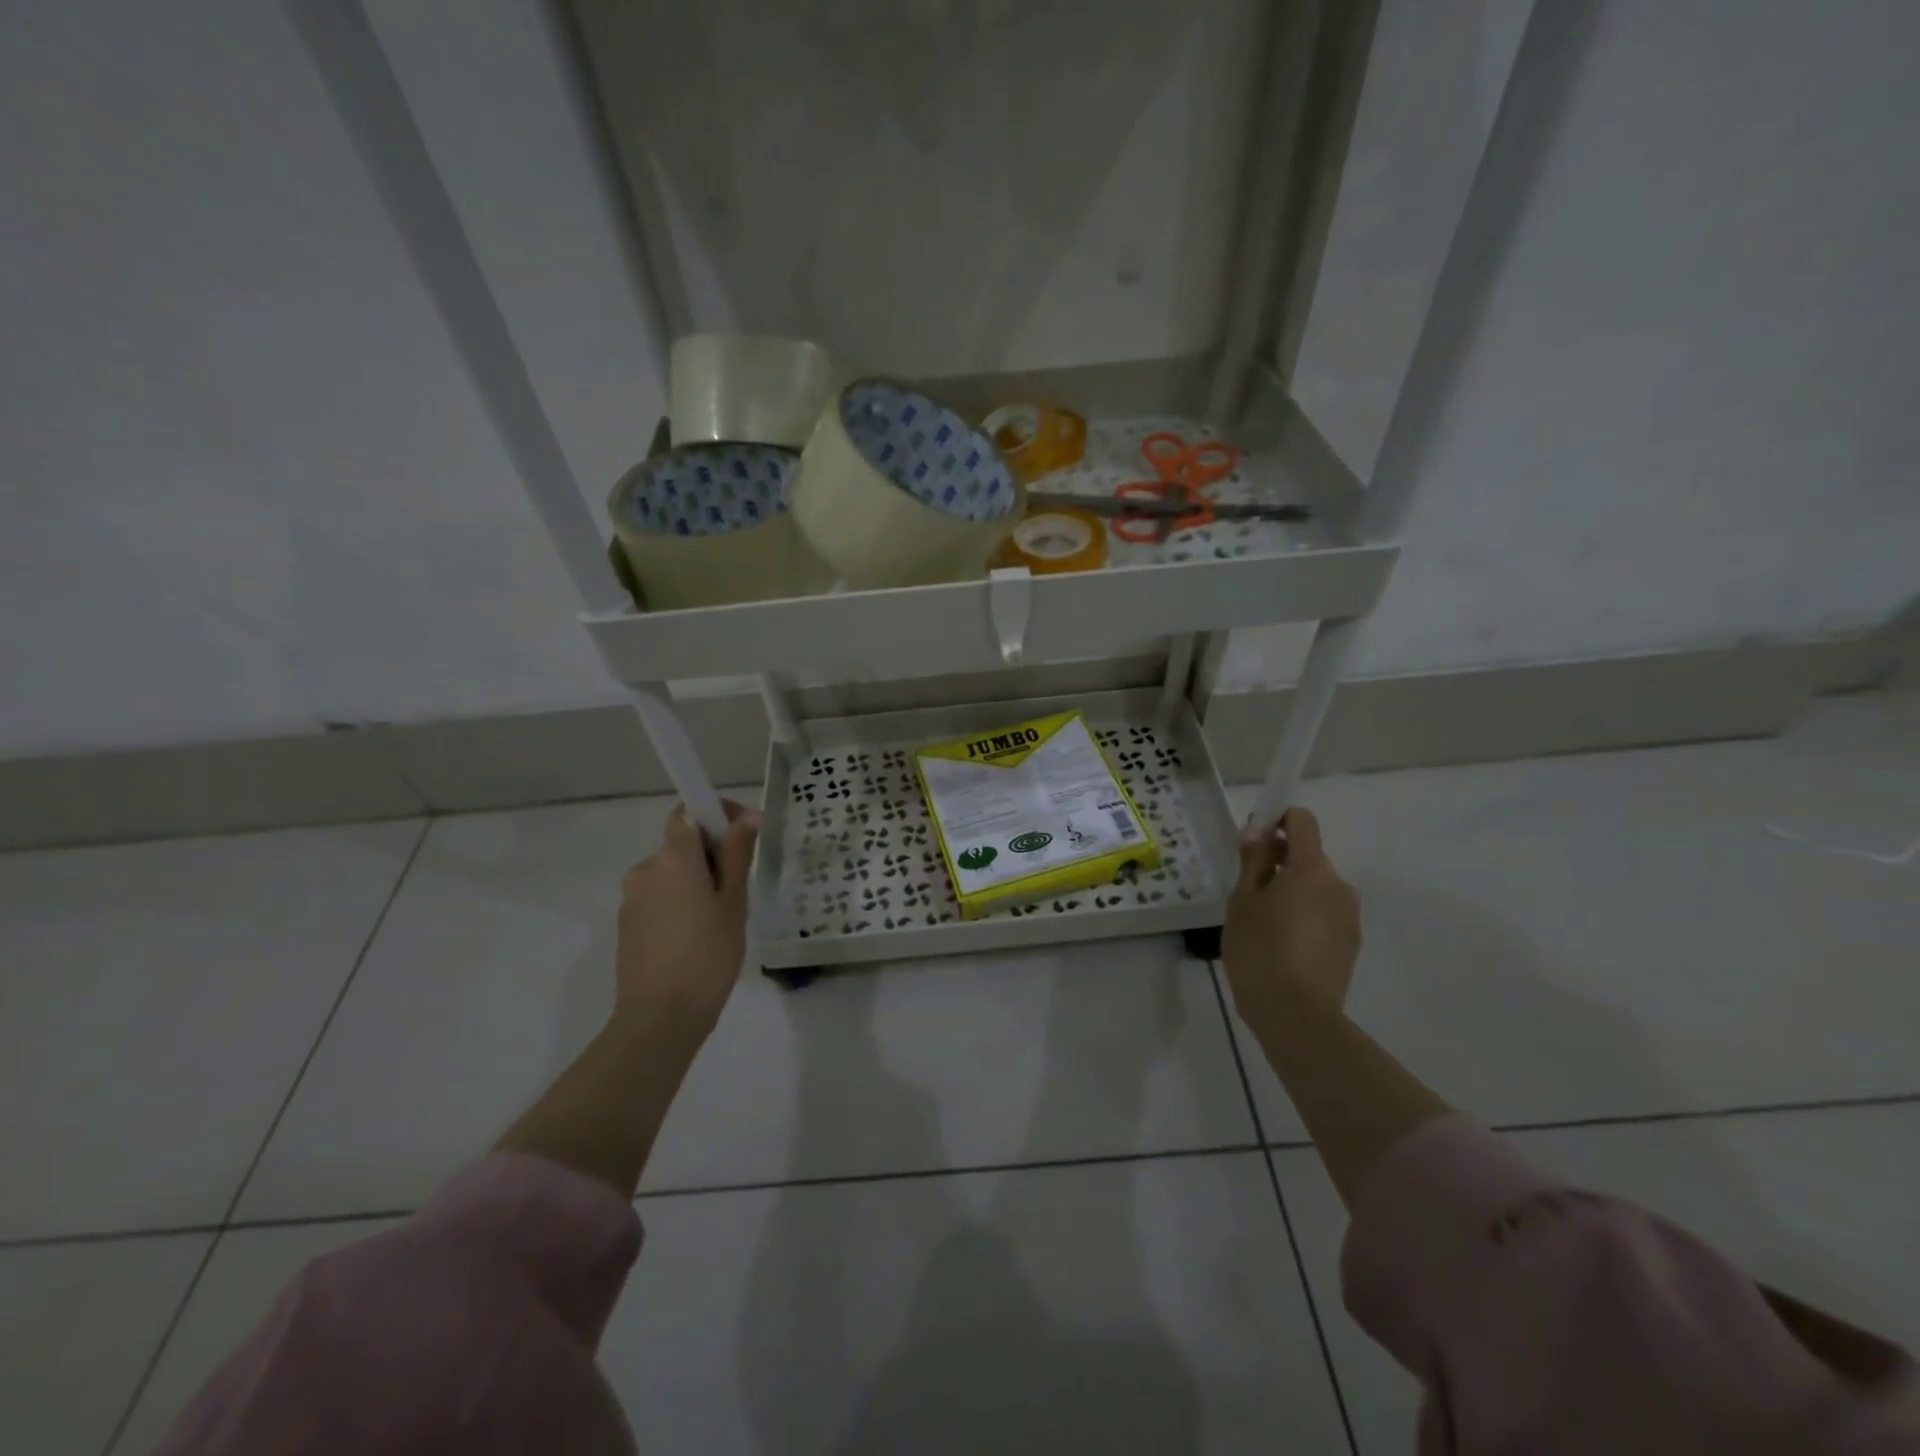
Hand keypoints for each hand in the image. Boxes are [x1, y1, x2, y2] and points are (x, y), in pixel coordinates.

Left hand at [615, 800, 758, 1032]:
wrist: (660, 1018)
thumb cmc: (708, 955)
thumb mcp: (733, 902)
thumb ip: (737, 853)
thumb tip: (746, 816)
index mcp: (673, 857)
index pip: (689, 812)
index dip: (716, 813)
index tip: (744, 834)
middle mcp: (645, 869)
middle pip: (681, 843)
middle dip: (712, 854)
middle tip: (740, 887)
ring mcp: (632, 898)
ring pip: (671, 873)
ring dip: (696, 881)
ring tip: (721, 918)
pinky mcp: (628, 924)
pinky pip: (659, 897)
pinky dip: (680, 903)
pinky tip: (697, 936)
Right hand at [1221, 807, 1360, 1035]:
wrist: (1296, 1014)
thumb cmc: (1259, 949)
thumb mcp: (1243, 901)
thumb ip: (1254, 861)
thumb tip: (1258, 832)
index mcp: (1311, 868)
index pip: (1302, 821)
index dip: (1278, 820)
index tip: (1254, 841)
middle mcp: (1338, 884)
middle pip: (1309, 856)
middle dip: (1282, 862)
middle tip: (1249, 889)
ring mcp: (1349, 915)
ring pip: (1317, 888)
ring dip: (1294, 891)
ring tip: (1264, 922)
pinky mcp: (1351, 943)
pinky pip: (1325, 914)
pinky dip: (1305, 916)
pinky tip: (1282, 944)